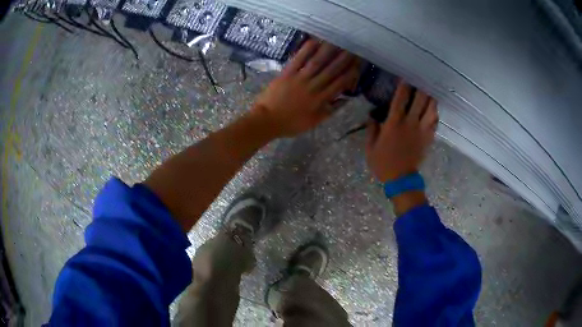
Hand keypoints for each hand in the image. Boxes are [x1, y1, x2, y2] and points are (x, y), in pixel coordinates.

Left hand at [252, 39, 359, 137]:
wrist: (267, 121)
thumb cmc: (291, 123)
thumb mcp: (314, 121)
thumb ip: (330, 110)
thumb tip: (345, 100)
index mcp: (320, 100)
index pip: (340, 83)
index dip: (350, 73)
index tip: (358, 64)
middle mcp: (313, 87)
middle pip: (331, 70)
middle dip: (343, 59)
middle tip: (352, 48)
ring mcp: (299, 79)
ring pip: (317, 63)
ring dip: (328, 51)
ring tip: (338, 42)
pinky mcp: (287, 73)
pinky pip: (298, 60)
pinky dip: (306, 50)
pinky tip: (315, 41)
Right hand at [366, 81, 438, 181]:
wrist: (401, 179)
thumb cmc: (383, 163)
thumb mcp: (370, 147)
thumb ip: (372, 130)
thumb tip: (372, 116)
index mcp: (394, 123)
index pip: (400, 99)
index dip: (403, 86)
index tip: (405, 77)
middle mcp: (410, 123)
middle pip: (419, 100)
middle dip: (420, 89)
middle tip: (421, 81)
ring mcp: (421, 130)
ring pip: (430, 110)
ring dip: (431, 99)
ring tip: (430, 93)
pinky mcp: (428, 138)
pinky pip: (435, 123)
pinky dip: (435, 114)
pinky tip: (434, 110)